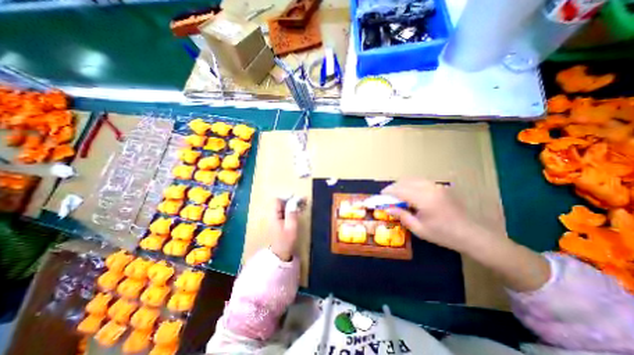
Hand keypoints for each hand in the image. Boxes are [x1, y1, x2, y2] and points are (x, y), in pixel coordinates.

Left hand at [266, 198, 300, 261]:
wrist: (280, 254)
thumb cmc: (286, 240)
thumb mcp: (291, 226)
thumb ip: (292, 213)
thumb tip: (294, 200)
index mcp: (274, 215)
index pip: (277, 200)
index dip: (287, 198)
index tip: (297, 199)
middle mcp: (272, 215)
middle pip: (280, 202)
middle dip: (291, 200)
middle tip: (303, 201)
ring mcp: (275, 218)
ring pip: (283, 207)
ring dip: (292, 205)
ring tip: (303, 205)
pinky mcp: (278, 222)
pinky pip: (284, 212)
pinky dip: (291, 210)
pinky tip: (299, 211)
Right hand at [380, 177, 549, 291]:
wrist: (472, 235)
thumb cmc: (444, 235)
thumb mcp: (419, 229)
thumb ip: (402, 216)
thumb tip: (388, 208)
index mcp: (424, 199)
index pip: (400, 190)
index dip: (388, 192)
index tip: (380, 196)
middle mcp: (429, 188)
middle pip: (405, 182)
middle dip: (393, 187)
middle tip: (387, 196)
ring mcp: (436, 186)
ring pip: (413, 179)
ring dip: (402, 185)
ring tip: (397, 194)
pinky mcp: (441, 187)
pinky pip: (421, 181)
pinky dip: (411, 184)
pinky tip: (410, 193)